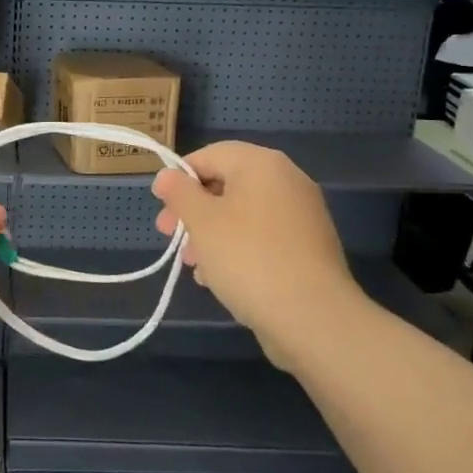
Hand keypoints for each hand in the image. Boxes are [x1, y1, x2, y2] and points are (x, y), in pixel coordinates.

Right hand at [151, 142, 360, 370]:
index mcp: (262, 164)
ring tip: (193, 266)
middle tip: (169, 236)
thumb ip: (179, 192)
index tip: (160, 206)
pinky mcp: (308, 248)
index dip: (179, 177)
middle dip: (193, 211)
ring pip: (243, 215)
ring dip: (212, 234)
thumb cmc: (247, 257)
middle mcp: (287, 180)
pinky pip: (263, 237)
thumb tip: (167, 175)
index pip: (209, 155)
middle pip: (226, 185)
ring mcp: (302, 215)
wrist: (313, 317)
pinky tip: (219, 278)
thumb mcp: (201, 221)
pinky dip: (238, 249)